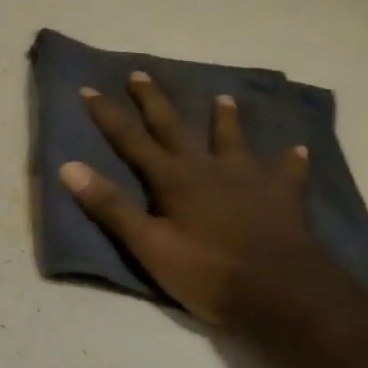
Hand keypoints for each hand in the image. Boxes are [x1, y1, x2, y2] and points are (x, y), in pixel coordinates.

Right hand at [60, 71, 334, 331]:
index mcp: (173, 179)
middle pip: (175, 128)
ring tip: (224, 98)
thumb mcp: (150, 246)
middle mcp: (208, 168)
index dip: (108, 115)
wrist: (283, 293)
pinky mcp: (283, 197)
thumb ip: (111, 207)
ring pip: (233, 141)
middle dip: (154, 101)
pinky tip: (298, 150)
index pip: (131, 140)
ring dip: (226, 120)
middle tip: (140, 73)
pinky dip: (290, 161)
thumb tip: (69, 167)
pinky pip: (287, 173)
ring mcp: (249, 180)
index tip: (89, 88)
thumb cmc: (209, 273)